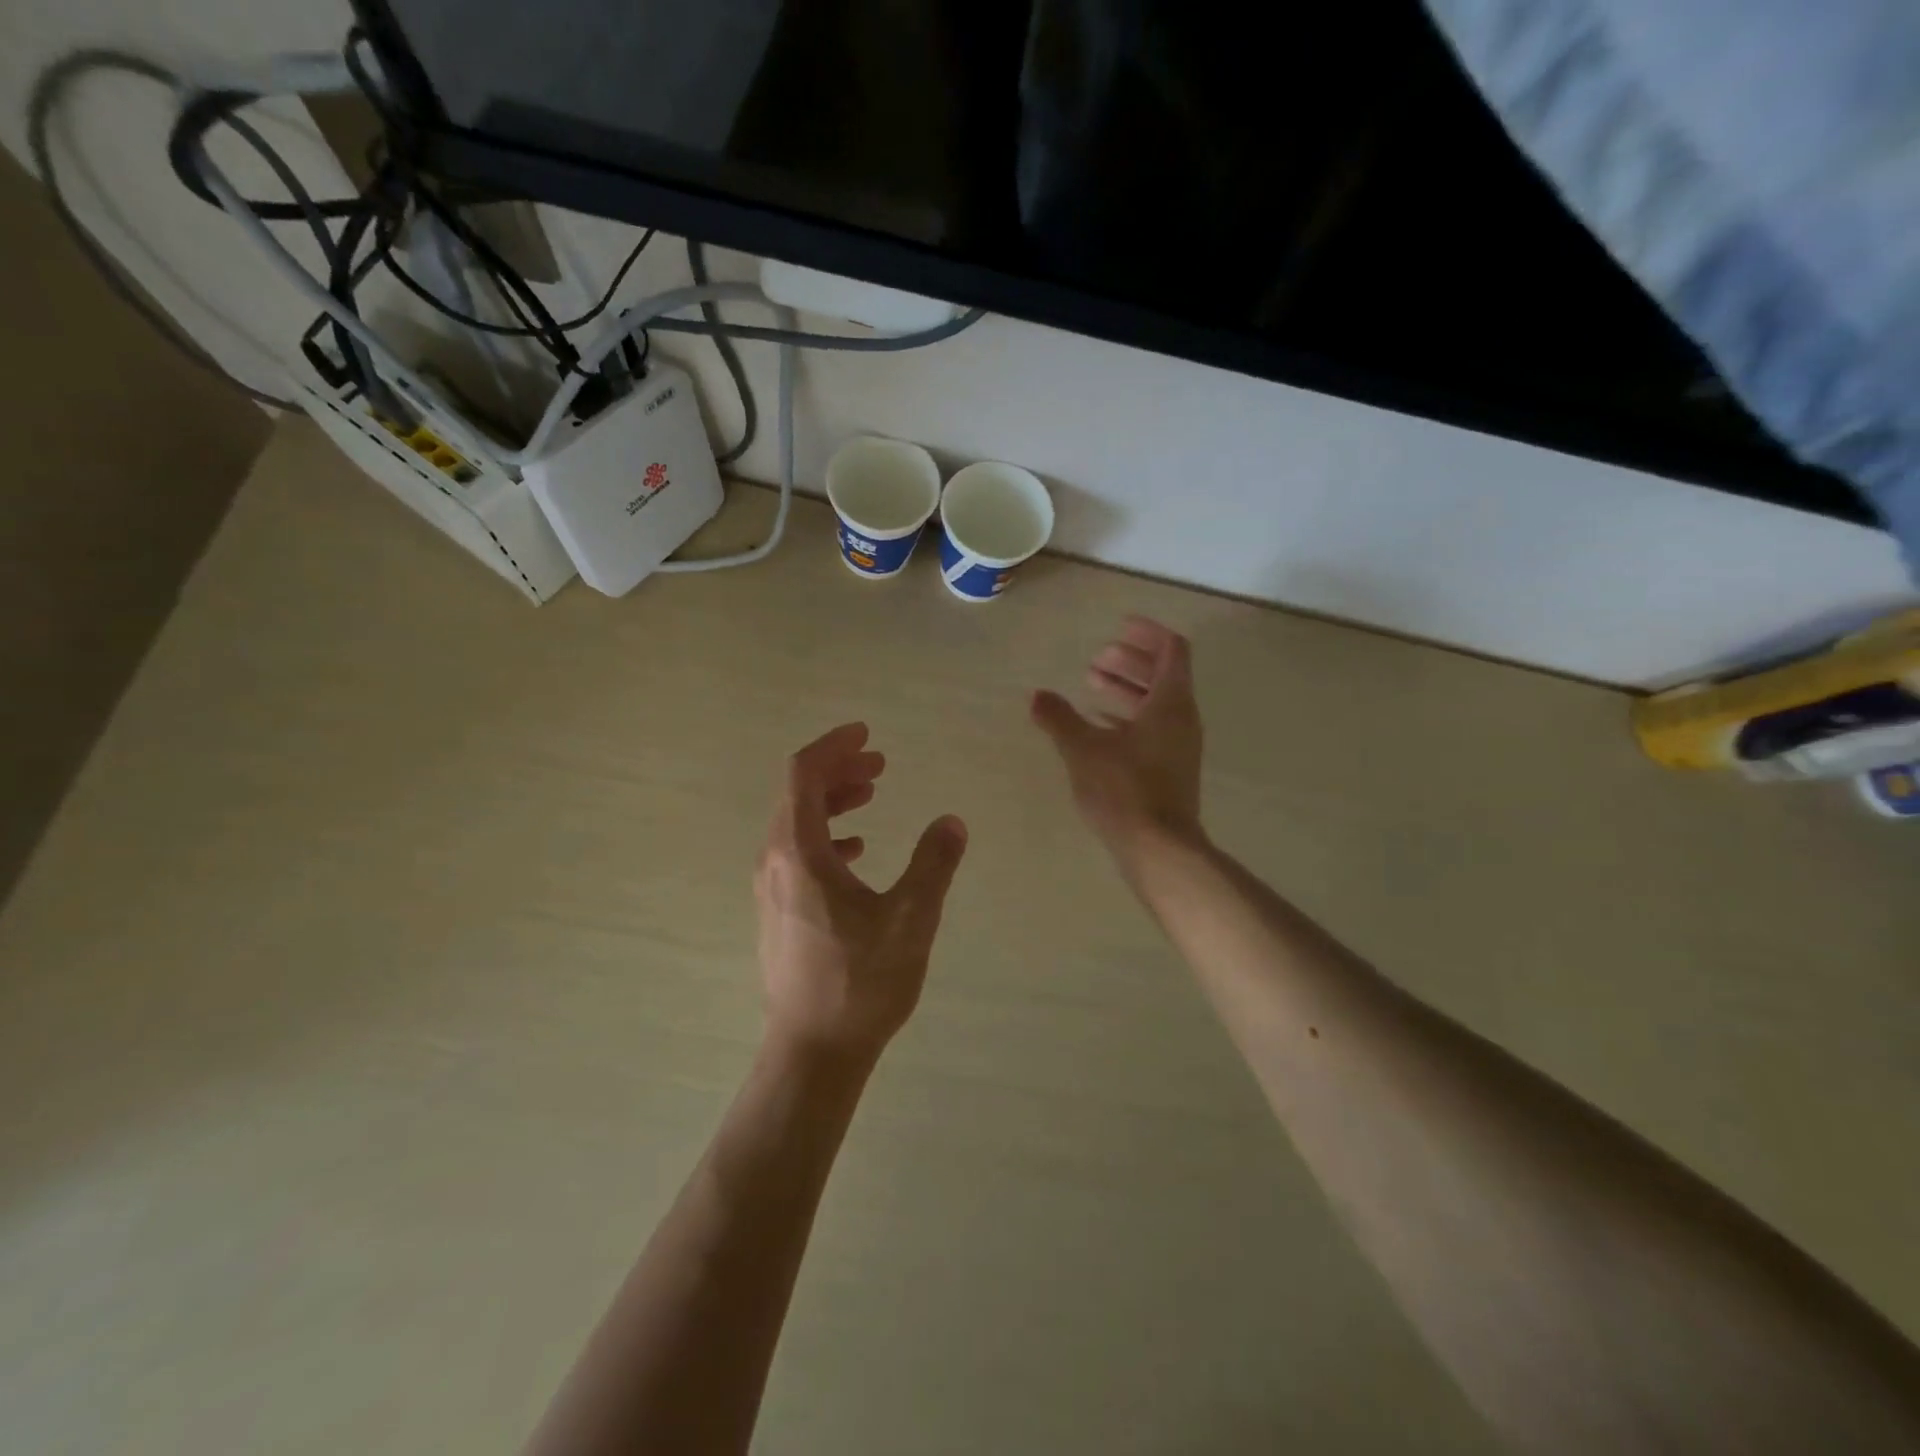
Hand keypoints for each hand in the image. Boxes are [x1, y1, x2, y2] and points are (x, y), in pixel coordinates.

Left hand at [755, 723, 968, 1064]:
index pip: (804, 775)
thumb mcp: (910, 919)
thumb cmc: (860, 982)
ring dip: (834, 800)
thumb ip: (934, 864)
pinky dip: (827, 835)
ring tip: (873, 793)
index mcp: (799, 852)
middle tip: (880, 762)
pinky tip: (858, 850)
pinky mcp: (778, 910)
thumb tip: (951, 822)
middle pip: (798, 794)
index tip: (867, 733)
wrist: (813, 1051)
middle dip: (839, 769)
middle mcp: (774, 861)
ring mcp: (772, 887)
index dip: (834, 746)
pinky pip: (798, 851)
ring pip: (797, 823)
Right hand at [1031, 617, 1204, 865]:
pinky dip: (1127, 717)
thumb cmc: (1124, 790)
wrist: (1158, 849)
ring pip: (1156, 703)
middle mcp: (1182, 719)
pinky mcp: (1170, 770)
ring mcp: (1178, 746)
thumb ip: (1059, 719)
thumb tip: (1037, 696)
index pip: (1171, 650)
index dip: (1148, 633)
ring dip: (1127, 689)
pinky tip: (1098, 726)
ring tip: (1091, 686)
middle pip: (1163, 674)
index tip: (1119, 627)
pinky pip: (1152, 728)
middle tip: (1097, 658)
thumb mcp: (1083, 749)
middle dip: (1130, 661)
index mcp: (1170, 703)